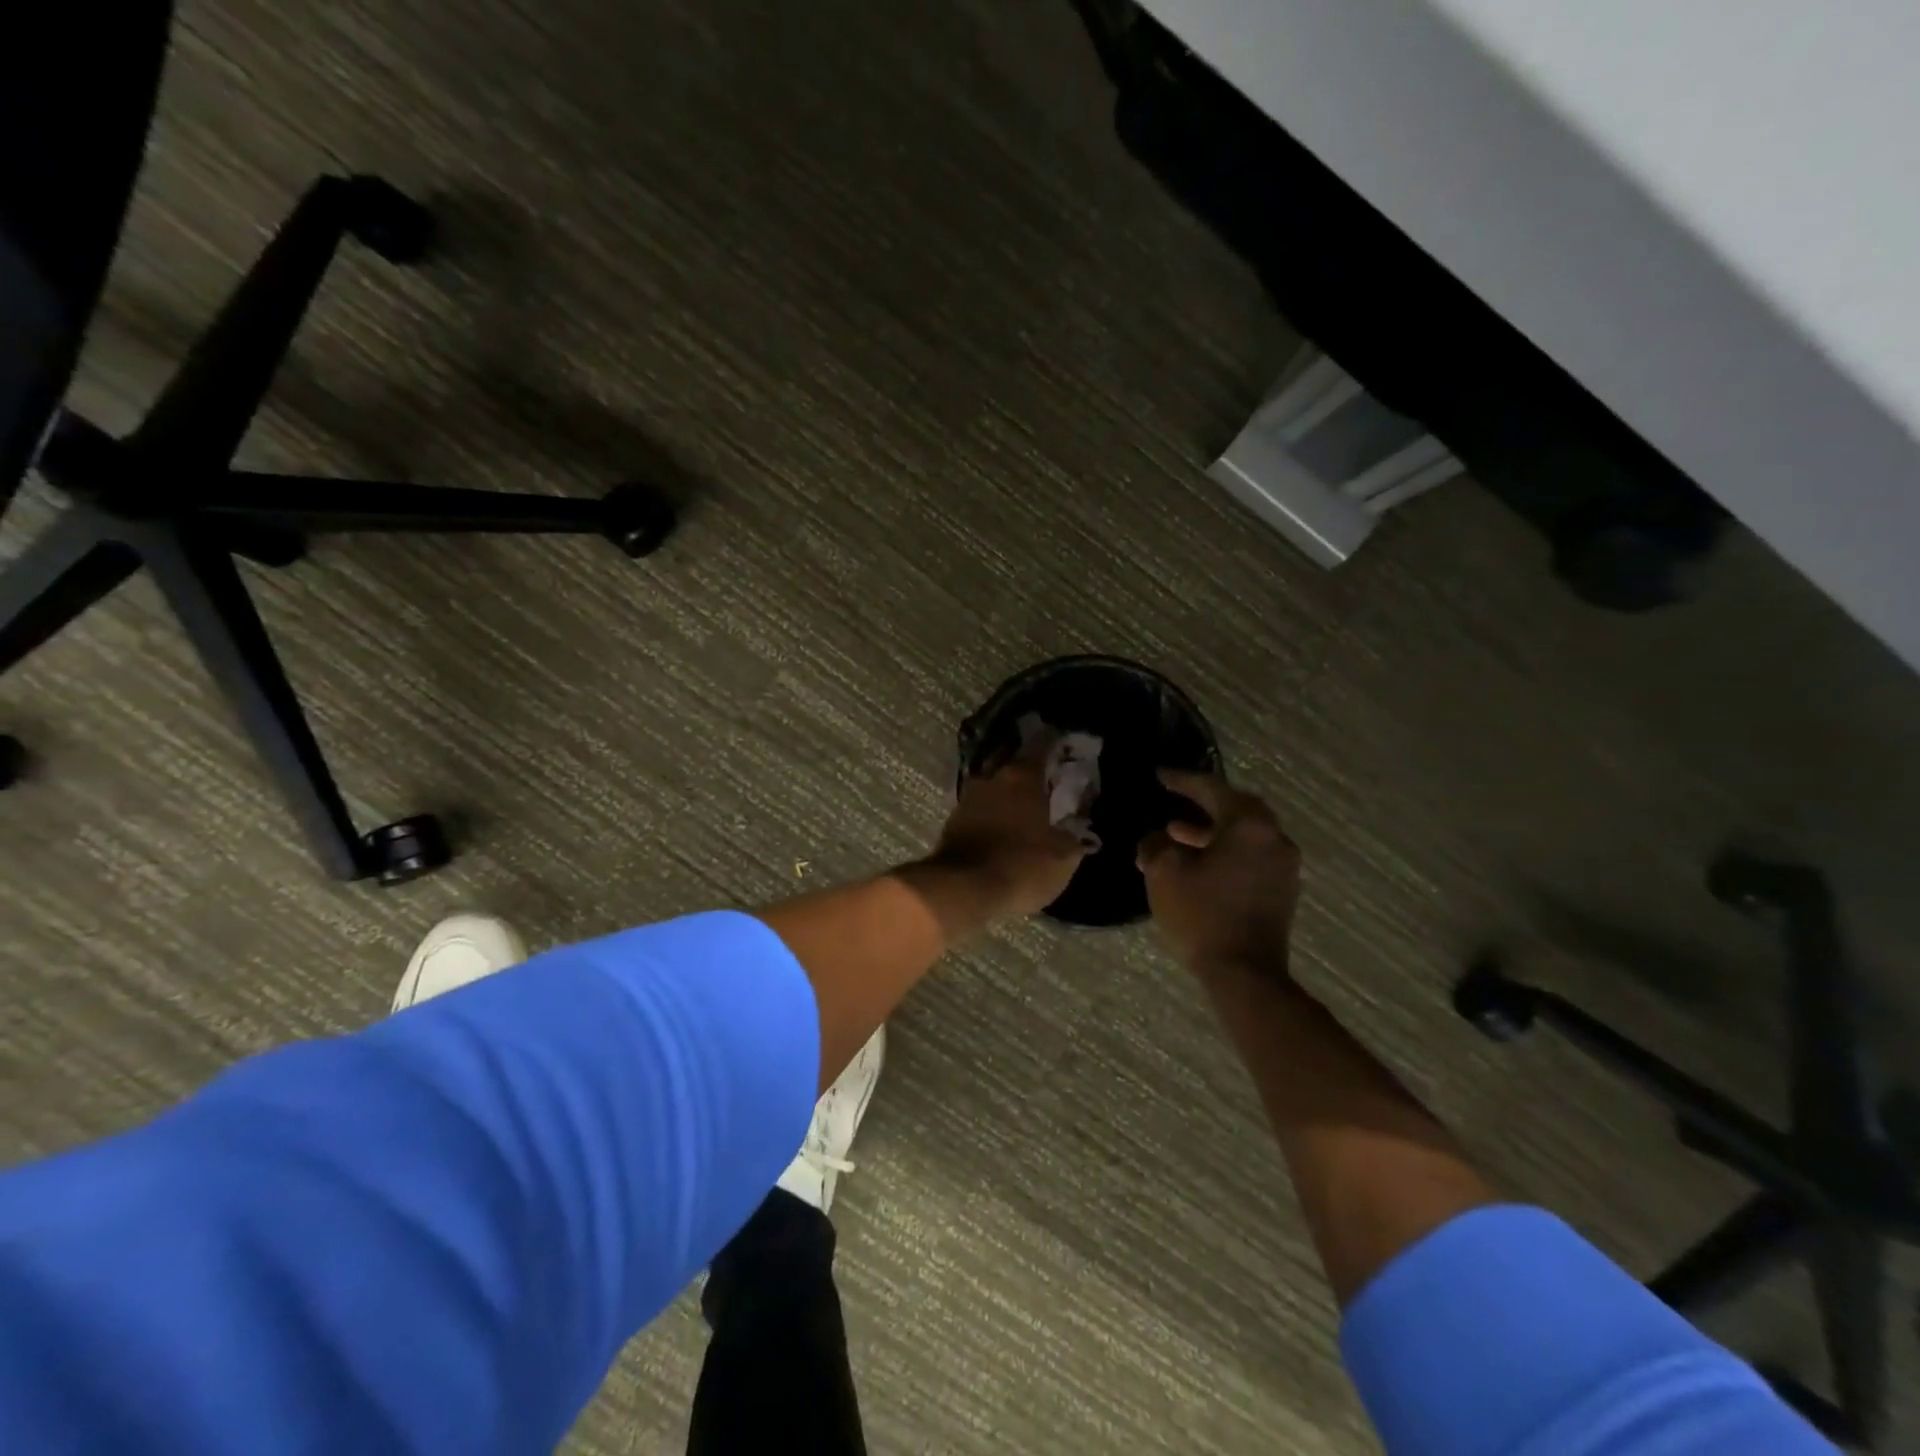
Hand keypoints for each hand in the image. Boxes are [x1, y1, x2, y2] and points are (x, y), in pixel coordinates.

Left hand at [919, 739, 1087, 921]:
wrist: (962, 890)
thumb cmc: (1020, 866)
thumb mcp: (1062, 858)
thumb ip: (1073, 838)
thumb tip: (1078, 830)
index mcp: (1022, 777)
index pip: (1041, 744)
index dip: (1055, 740)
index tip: (1065, 740)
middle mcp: (992, 778)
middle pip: (1012, 759)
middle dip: (1028, 763)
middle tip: (1046, 771)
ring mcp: (968, 798)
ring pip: (993, 782)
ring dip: (1007, 787)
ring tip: (1024, 799)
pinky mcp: (953, 820)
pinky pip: (980, 805)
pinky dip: (993, 808)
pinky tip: (1003, 820)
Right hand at [1138, 771, 1300, 976]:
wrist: (1245, 973)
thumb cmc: (1202, 914)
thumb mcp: (1164, 873)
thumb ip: (1156, 844)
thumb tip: (1157, 838)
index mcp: (1249, 825)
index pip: (1211, 789)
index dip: (1181, 780)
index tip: (1160, 775)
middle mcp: (1274, 838)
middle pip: (1235, 808)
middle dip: (1201, 804)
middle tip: (1174, 801)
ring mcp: (1283, 866)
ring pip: (1243, 835)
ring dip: (1210, 831)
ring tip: (1175, 836)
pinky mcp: (1282, 890)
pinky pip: (1250, 856)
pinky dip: (1225, 851)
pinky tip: (1198, 864)